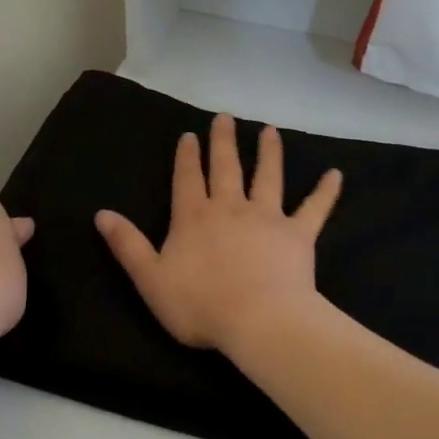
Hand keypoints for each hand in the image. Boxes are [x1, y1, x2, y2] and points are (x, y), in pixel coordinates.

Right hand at [95, 114, 341, 353]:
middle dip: (223, 141)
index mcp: (194, 217)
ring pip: (268, 176)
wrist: (259, 321)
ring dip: (269, 152)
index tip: (190, 135)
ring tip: (270, 131)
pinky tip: (336, 174)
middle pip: (226, 167)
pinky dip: (325, 192)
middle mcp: (230, 207)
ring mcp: (267, 217)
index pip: (187, 178)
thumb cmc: (200, 304)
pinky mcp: (298, 234)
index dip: (187, 156)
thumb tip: (102, 213)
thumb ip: (127, 244)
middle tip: (225, 117)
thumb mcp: (150, 278)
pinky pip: (314, 208)